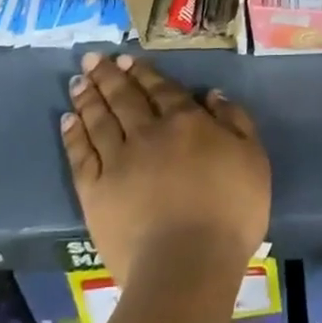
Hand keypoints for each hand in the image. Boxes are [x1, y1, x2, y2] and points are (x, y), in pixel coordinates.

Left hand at [61, 53, 270, 287]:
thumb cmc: (230, 211)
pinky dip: (74, 135)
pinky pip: (81, 155)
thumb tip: (212, 94)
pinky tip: (68, 121)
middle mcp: (149, 133)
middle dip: (109, 76)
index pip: (162, 90)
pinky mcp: (96, 192)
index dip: (144, 72)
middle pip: (125, 98)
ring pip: (100, 120)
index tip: (126, 58)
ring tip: (77, 81)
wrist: (187, 264)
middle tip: (92, 58)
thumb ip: (236, 121)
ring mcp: (119, 161)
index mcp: (186, 122)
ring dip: (88, 98)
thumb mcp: (253, 158)